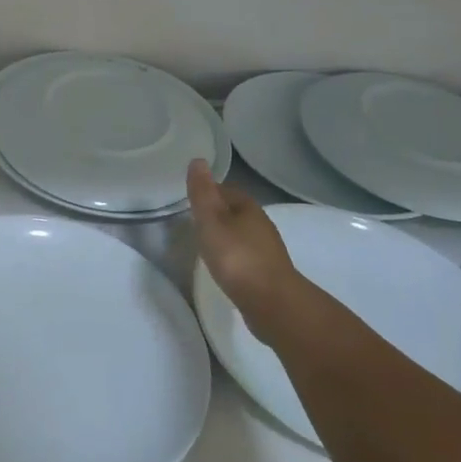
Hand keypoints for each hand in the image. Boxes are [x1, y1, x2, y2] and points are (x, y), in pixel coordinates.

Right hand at [188, 160, 300, 318]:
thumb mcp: (211, 221)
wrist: (271, 302)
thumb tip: (198, 160)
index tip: (190, 199)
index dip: (207, 192)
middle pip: (235, 211)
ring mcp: (266, 249)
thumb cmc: (236, 257)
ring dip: (225, 235)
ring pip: (241, 233)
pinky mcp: (266, 271)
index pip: (225, 190)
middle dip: (216, 213)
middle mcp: (261, 224)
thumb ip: (202, 193)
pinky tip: (223, 265)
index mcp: (248, 207)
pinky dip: (232, 254)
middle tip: (193, 220)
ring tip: (205, 243)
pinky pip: (245, 254)